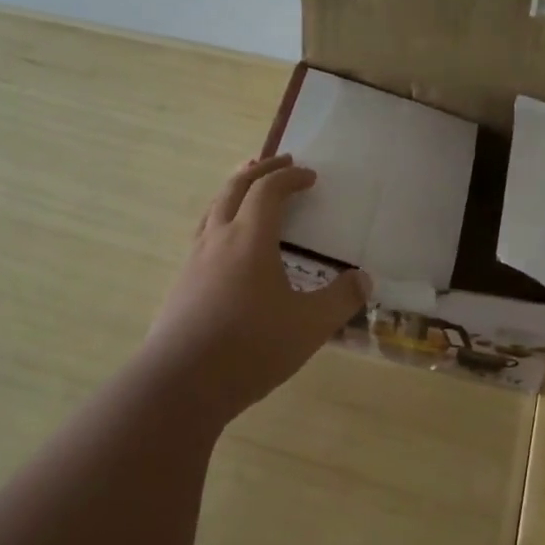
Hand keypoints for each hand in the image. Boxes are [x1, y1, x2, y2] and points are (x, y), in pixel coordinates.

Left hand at [143, 154, 370, 419]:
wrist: (180, 383)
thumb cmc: (250, 347)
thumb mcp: (308, 326)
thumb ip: (340, 300)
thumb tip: (364, 279)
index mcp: (249, 238)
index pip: (268, 191)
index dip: (289, 177)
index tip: (309, 175)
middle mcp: (218, 238)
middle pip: (234, 188)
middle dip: (259, 170)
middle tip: (278, 162)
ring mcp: (194, 260)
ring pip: (212, 209)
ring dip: (233, 190)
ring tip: (247, 189)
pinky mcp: (180, 283)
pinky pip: (202, 234)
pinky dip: (219, 220)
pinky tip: (225, 245)